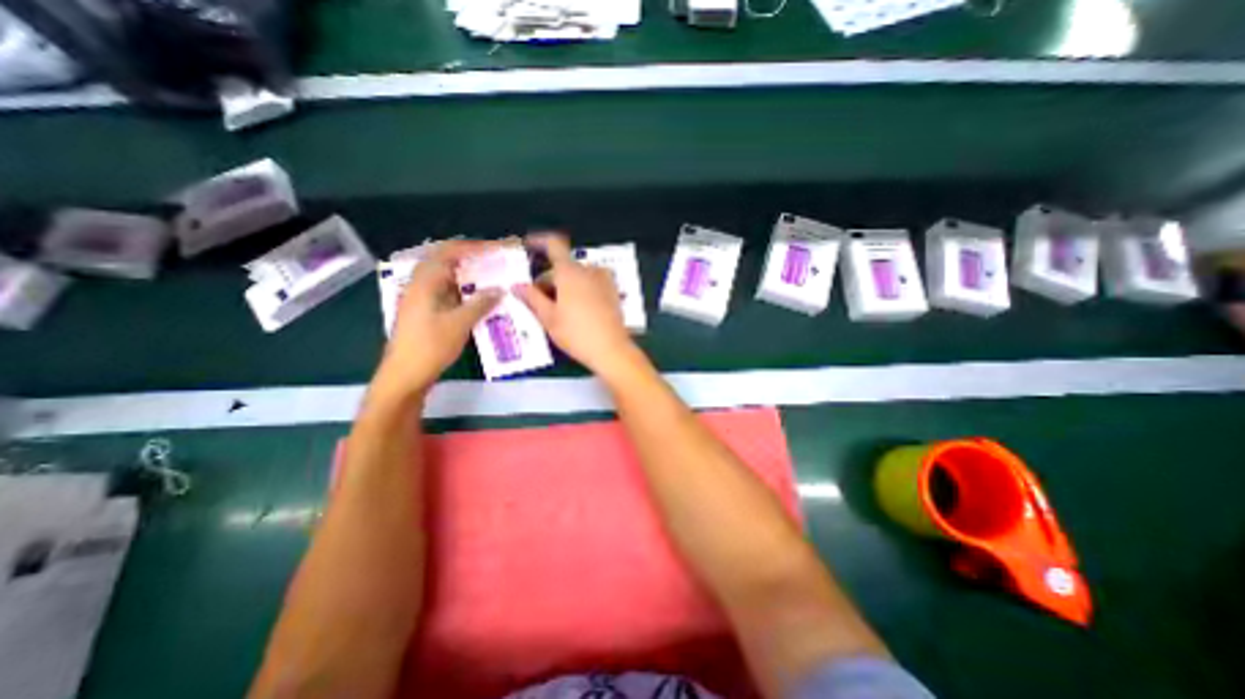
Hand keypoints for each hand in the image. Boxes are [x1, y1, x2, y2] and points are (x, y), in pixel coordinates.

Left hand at [376, 241, 503, 395]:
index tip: (496, 248)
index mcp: (425, 282)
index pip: (449, 252)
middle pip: (445, 259)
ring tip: (490, 273)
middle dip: (470, 256)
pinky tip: (478, 296)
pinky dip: (463, 287)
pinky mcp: (425, 310)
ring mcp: (421, 297)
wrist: (405, 375)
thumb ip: (480, 303)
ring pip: (446, 275)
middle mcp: (420, 284)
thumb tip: (500, 289)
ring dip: (467, 271)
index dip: (473, 247)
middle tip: (494, 258)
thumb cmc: (430, 347)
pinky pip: (446, 290)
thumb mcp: (459, 324)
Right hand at [512, 233, 635, 376]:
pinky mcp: (613, 293)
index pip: (554, 244)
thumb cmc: (576, 334)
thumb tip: (517, 285)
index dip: (539, 241)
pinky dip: (579, 289)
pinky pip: (591, 283)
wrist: (612, 350)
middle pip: (564, 266)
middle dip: (549, 278)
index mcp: (571, 272)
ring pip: (578, 276)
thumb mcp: (549, 318)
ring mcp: (604, 281)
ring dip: (565, 285)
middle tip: (538, 299)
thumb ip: (532, 298)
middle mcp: (589, 270)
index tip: (529, 246)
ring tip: (557, 308)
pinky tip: (576, 311)